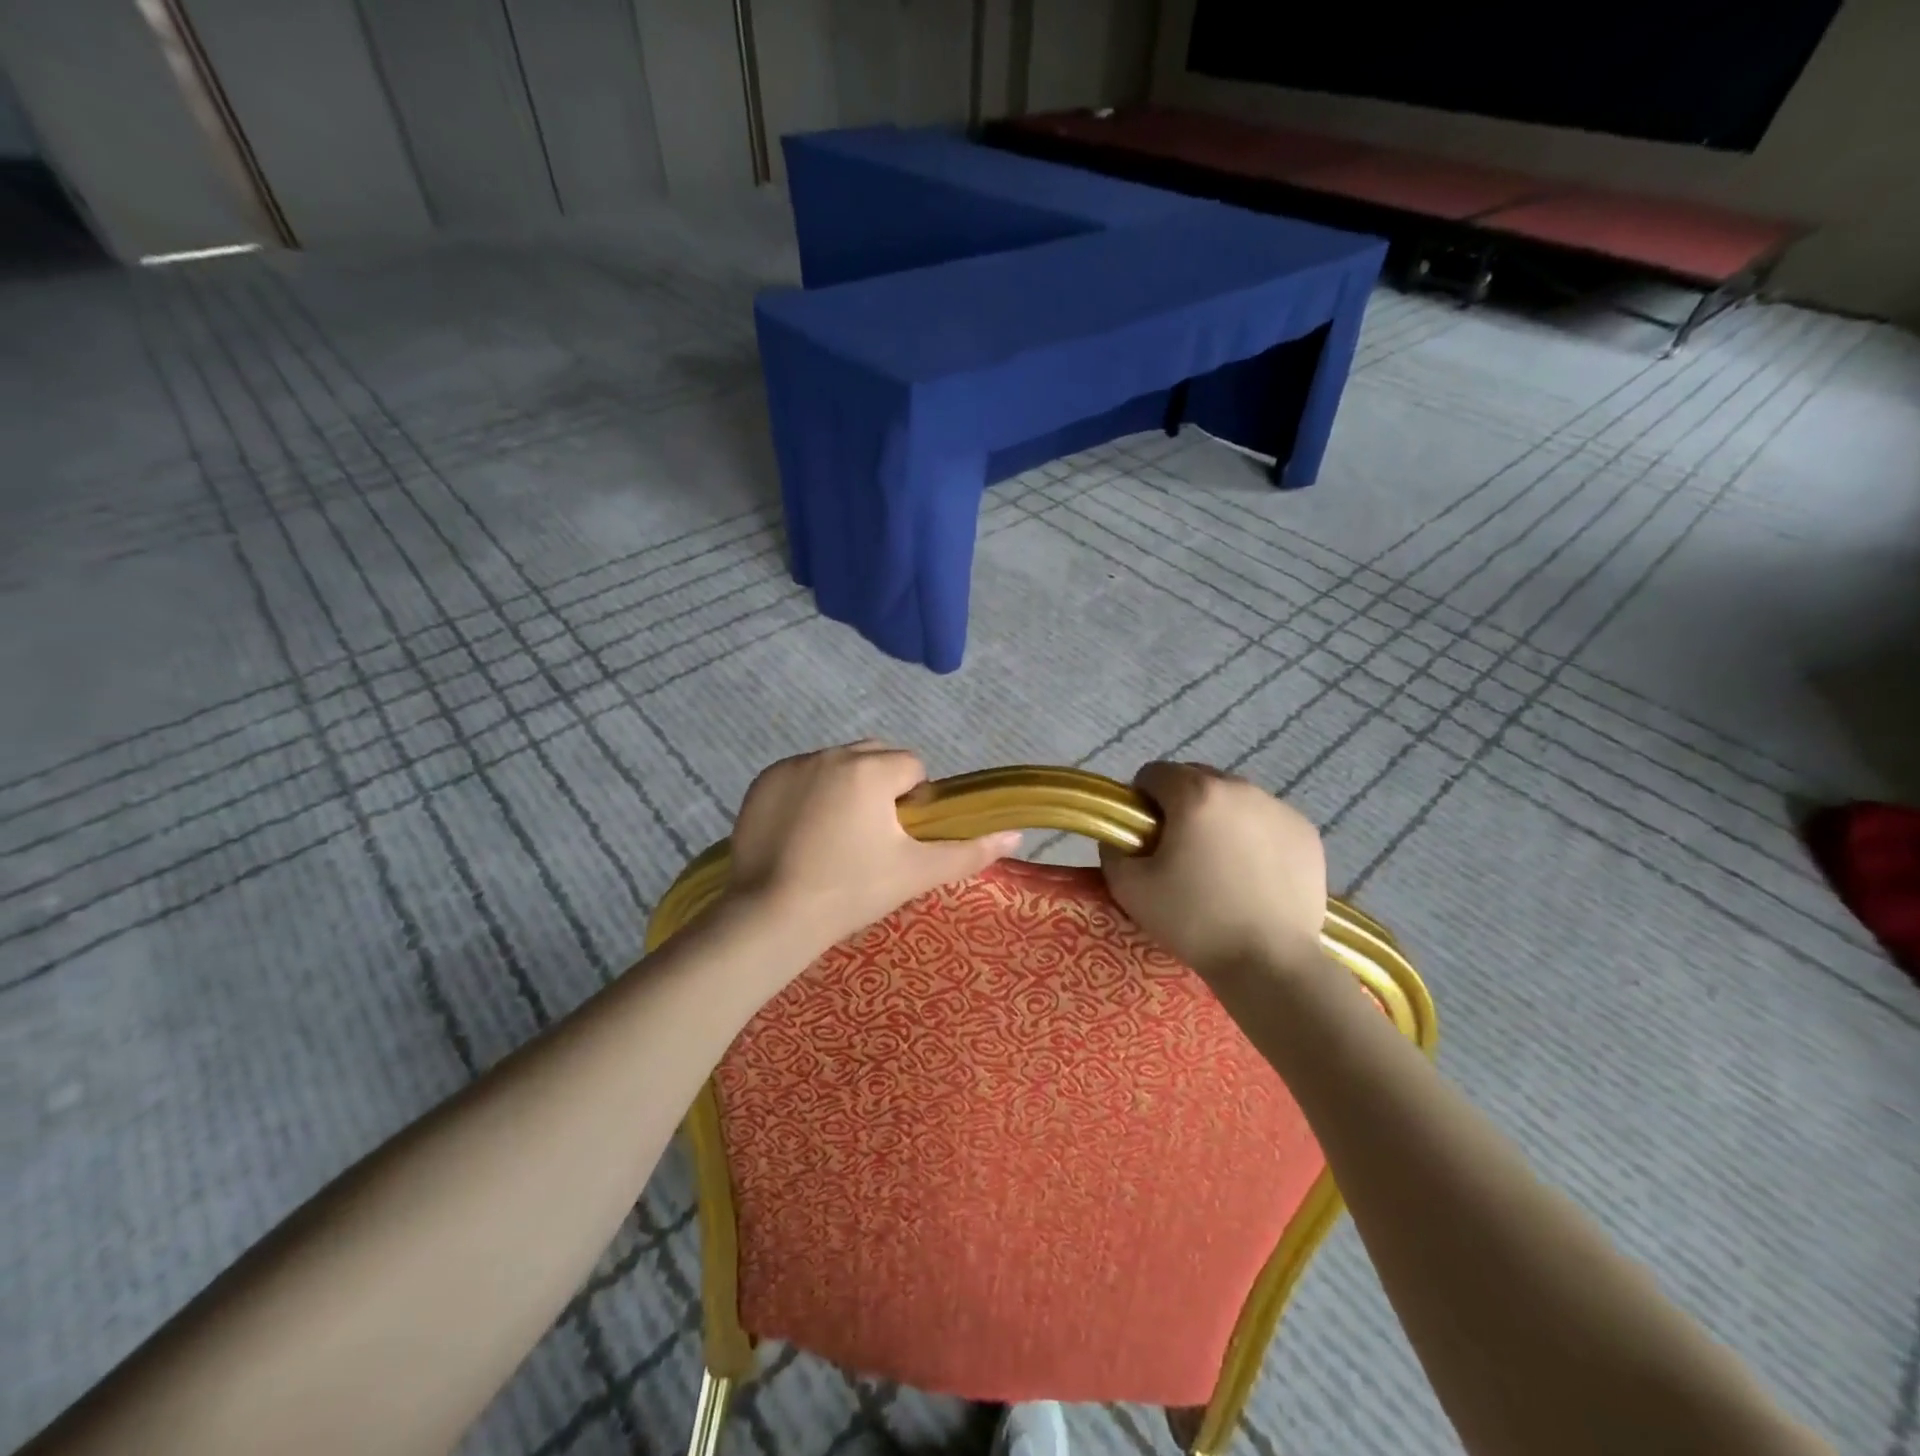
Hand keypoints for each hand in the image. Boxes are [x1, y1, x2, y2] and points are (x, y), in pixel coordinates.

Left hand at [725, 741, 1021, 955]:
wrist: (770, 918)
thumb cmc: (851, 892)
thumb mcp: (916, 873)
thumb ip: (969, 851)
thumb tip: (1016, 835)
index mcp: (871, 768)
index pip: (911, 766)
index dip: (913, 802)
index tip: (897, 839)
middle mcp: (831, 754)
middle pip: (874, 757)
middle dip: (881, 786)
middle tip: (870, 838)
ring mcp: (792, 766)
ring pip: (837, 764)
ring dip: (845, 787)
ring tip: (835, 836)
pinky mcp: (762, 782)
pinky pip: (801, 775)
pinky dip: (809, 793)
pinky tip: (803, 833)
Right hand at [1100, 761, 1327, 978]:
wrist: (1270, 962)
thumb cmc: (1194, 920)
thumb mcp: (1129, 888)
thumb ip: (1112, 850)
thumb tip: (1119, 837)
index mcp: (1195, 794)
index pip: (1154, 773)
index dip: (1141, 802)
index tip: (1145, 836)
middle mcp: (1240, 788)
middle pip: (1196, 778)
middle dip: (1180, 805)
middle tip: (1179, 851)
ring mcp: (1279, 808)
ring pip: (1233, 798)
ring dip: (1218, 818)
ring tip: (1219, 865)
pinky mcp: (1306, 832)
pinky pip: (1265, 819)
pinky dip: (1253, 835)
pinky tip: (1252, 874)